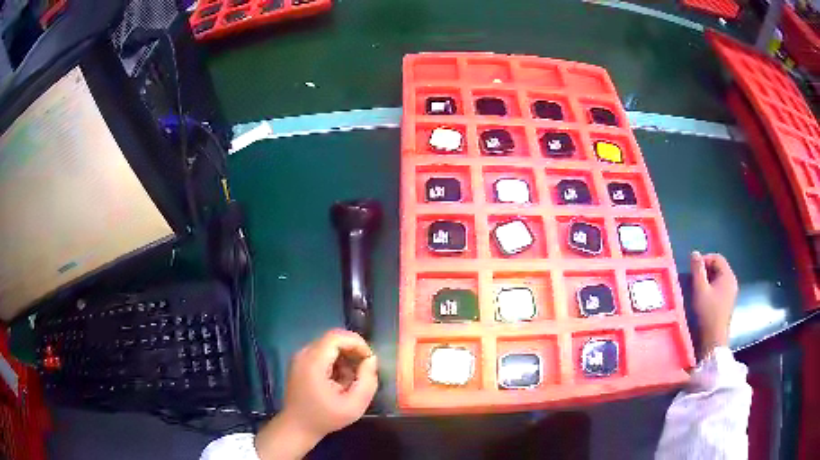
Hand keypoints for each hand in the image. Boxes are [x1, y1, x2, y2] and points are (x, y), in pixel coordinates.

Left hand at [255, 329, 377, 459]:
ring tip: (351, 380)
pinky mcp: (300, 363)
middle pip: (333, 339)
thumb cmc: (325, 418)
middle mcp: (304, 354)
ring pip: (329, 346)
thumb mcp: (354, 405)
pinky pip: (322, 353)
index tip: (369, 359)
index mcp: (313, 362)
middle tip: (364, 370)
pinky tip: (340, 381)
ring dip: (345, 358)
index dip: (357, 343)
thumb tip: (371, 359)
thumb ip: (367, 381)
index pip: (336, 337)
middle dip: (353, 351)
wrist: (298, 427)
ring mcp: (300, 358)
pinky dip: (335, 362)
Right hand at [690, 251, 737, 357]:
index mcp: (727, 275)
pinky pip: (721, 288)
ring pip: (719, 278)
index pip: (717, 258)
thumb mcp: (700, 289)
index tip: (693, 269)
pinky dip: (712, 288)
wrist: (714, 339)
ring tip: (698, 289)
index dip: (704, 259)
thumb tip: (695, 253)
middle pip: (719, 267)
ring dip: (708, 279)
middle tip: (694, 279)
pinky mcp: (729, 302)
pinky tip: (705, 298)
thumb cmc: (707, 313)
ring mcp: (732, 292)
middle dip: (706, 270)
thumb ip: (698, 270)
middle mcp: (732, 281)